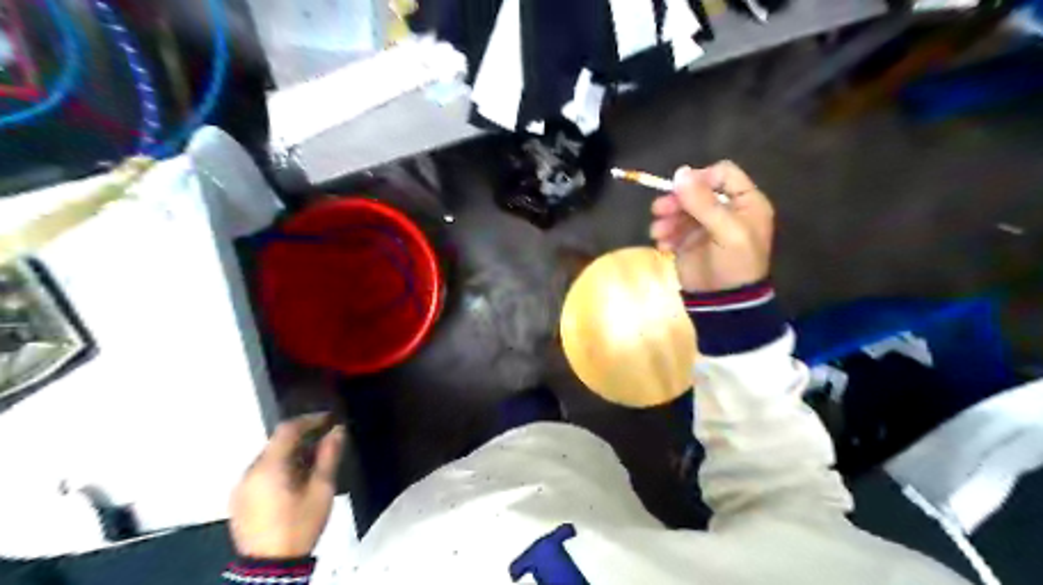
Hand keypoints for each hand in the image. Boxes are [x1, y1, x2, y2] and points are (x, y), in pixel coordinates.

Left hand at [228, 410, 345, 557]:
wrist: (270, 567)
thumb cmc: (299, 525)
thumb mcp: (322, 489)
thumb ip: (329, 456)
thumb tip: (337, 430)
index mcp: (269, 466)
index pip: (287, 429)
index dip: (310, 419)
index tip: (329, 419)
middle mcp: (250, 472)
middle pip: (277, 443)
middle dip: (303, 438)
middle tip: (326, 442)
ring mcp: (241, 487)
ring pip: (269, 459)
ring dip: (292, 454)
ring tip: (315, 463)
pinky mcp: (239, 501)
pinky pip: (261, 473)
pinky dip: (280, 469)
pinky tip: (296, 481)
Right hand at [651, 160, 772, 291]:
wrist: (723, 303)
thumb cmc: (734, 264)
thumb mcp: (726, 231)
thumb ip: (704, 202)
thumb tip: (680, 172)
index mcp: (745, 202)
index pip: (722, 173)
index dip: (702, 178)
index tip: (683, 189)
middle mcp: (725, 210)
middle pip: (695, 190)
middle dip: (676, 200)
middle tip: (659, 210)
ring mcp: (704, 226)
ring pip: (680, 209)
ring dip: (666, 218)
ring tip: (658, 233)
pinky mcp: (687, 241)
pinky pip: (671, 228)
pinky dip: (664, 235)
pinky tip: (663, 247)